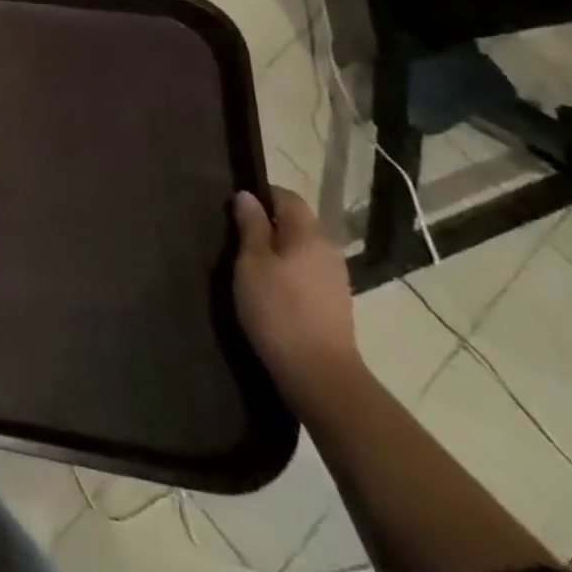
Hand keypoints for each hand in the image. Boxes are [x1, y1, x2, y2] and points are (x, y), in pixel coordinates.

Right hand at [233, 188, 359, 402]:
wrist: (319, 375)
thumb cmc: (278, 310)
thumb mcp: (251, 263)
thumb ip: (251, 226)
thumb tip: (247, 196)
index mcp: (309, 234)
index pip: (287, 197)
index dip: (261, 195)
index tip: (235, 207)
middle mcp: (328, 250)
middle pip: (296, 223)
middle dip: (268, 224)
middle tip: (236, 237)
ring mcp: (335, 279)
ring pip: (301, 250)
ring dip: (277, 251)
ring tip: (249, 265)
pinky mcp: (335, 305)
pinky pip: (307, 273)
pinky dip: (288, 272)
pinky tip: (270, 290)